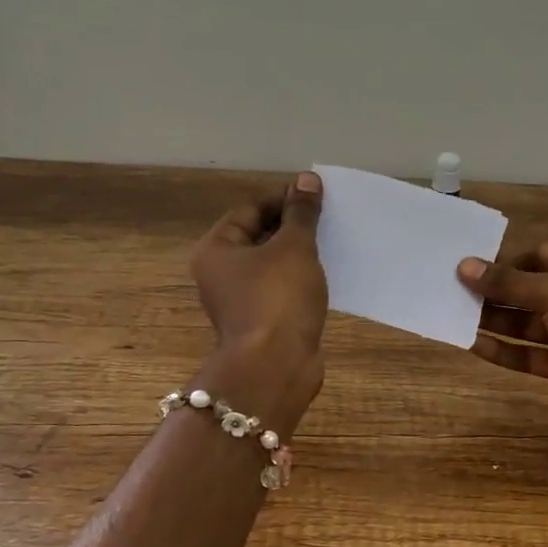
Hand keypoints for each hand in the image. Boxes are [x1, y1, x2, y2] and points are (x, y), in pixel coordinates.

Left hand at [190, 172, 328, 424]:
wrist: (276, 367)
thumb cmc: (278, 299)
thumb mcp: (294, 247)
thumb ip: (301, 213)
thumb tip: (306, 179)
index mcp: (216, 250)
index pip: (250, 210)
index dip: (282, 199)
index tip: (316, 195)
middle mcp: (220, 274)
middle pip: (258, 237)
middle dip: (292, 226)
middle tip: (327, 216)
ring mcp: (240, 301)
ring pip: (271, 266)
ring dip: (298, 254)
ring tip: (332, 242)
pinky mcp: (262, 322)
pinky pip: (281, 290)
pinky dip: (300, 280)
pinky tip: (326, 275)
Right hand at [459, 241, 547, 422]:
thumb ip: (508, 283)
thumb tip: (464, 266)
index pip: (543, 253)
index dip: (509, 258)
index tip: (473, 264)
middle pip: (531, 289)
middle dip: (496, 291)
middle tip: (455, 290)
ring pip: (526, 322)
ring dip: (495, 320)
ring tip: (456, 315)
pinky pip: (529, 353)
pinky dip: (504, 350)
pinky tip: (473, 344)